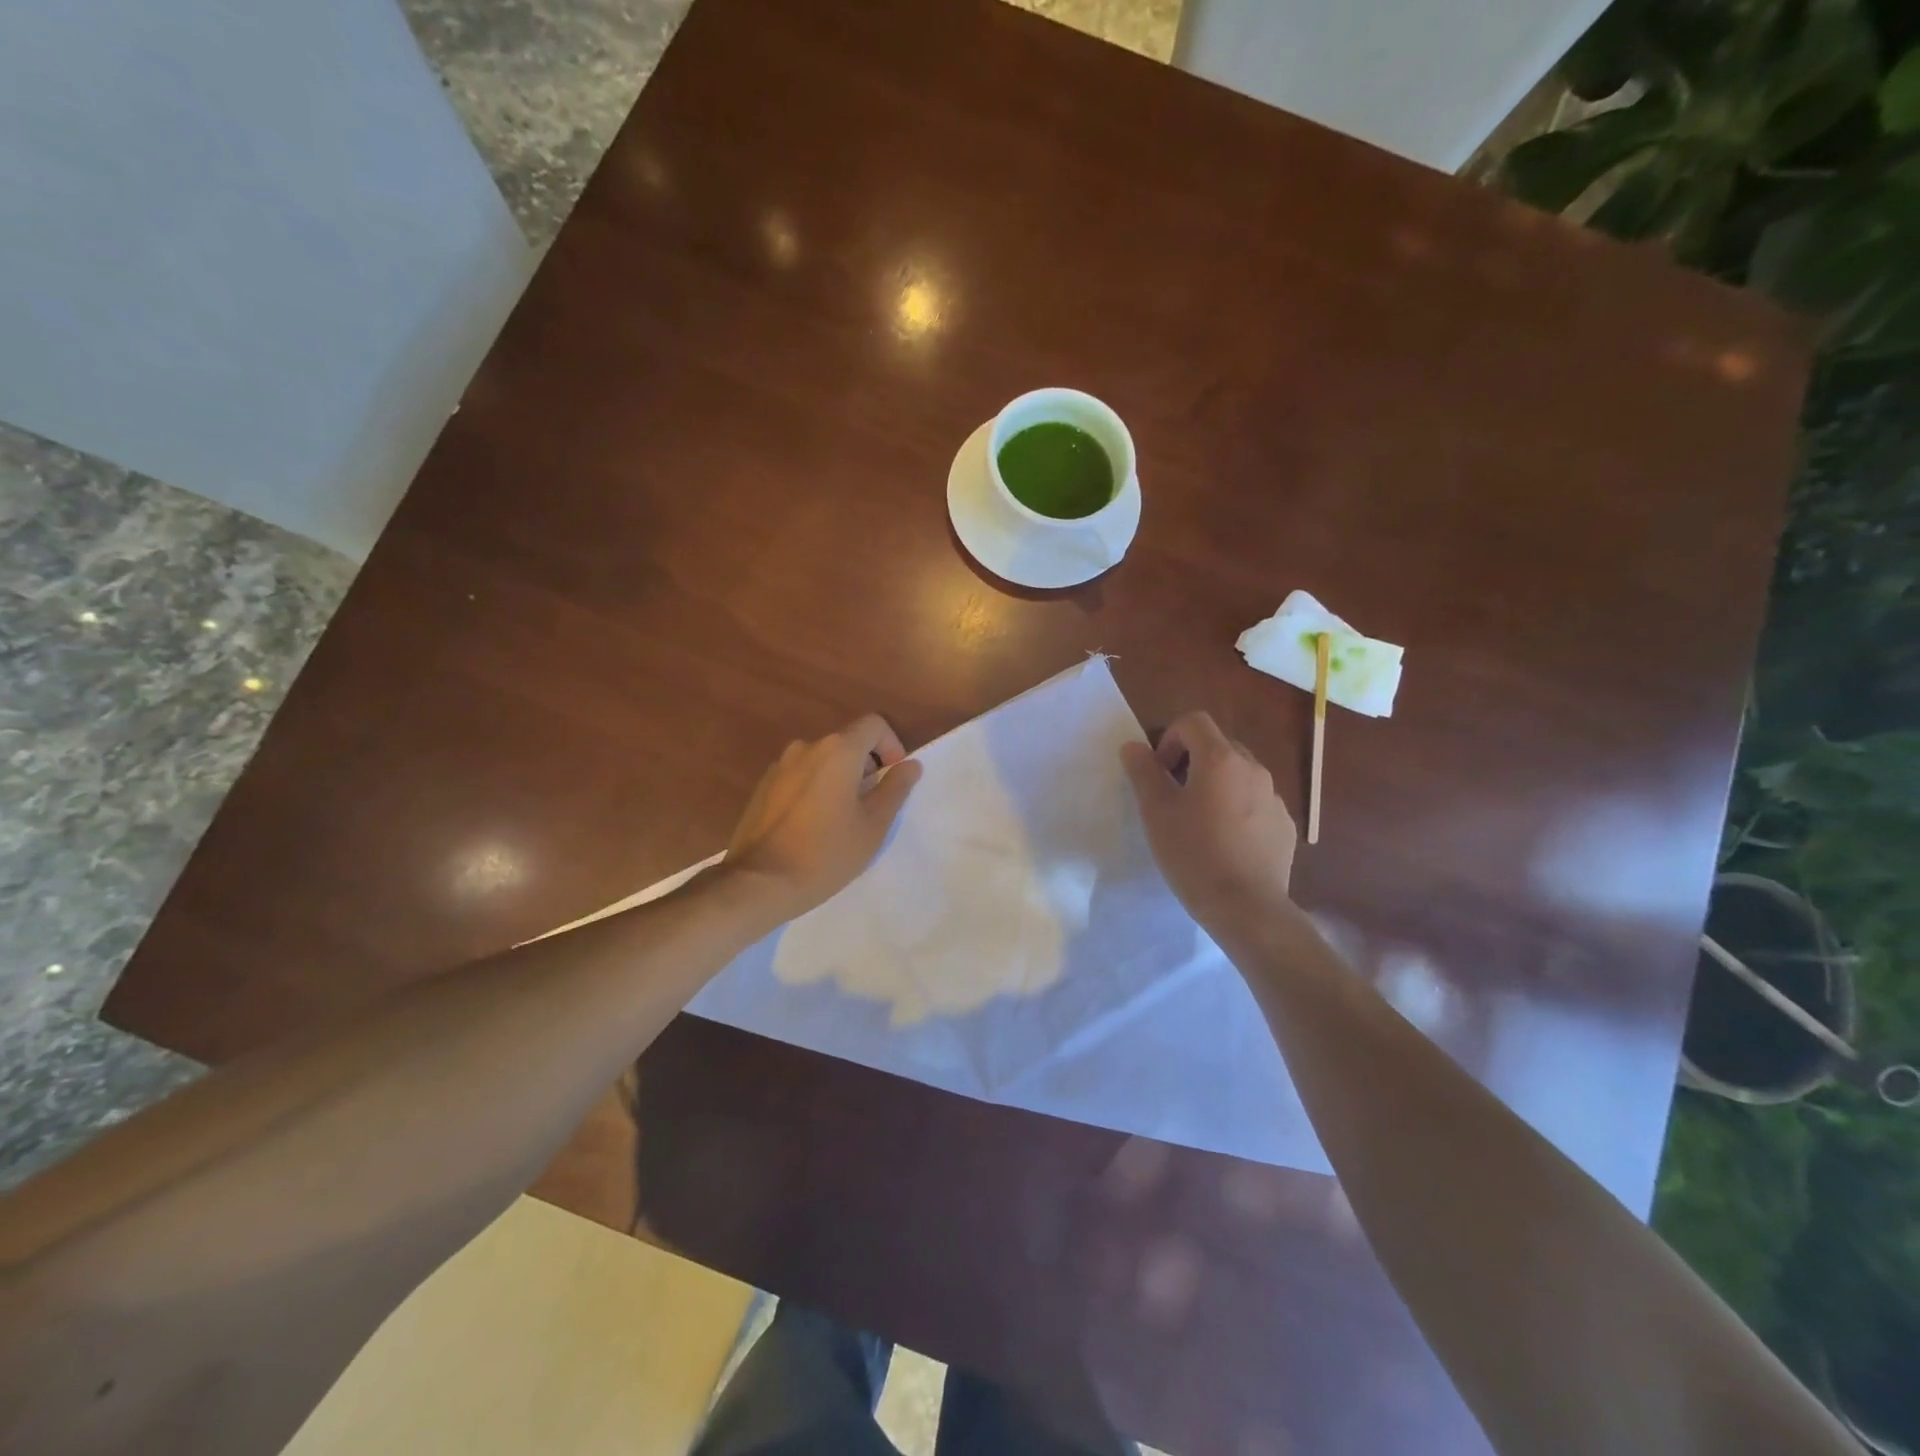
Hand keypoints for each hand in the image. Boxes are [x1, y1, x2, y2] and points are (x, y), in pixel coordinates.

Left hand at [725, 715, 922, 917]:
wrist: (758, 883)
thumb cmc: (826, 854)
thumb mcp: (873, 825)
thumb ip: (895, 789)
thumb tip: (911, 765)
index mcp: (837, 750)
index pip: (874, 725)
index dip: (892, 746)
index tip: (893, 779)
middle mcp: (806, 747)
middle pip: (847, 742)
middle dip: (865, 767)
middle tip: (870, 808)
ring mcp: (779, 766)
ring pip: (822, 761)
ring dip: (839, 780)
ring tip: (840, 821)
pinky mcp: (763, 786)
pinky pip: (800, 777)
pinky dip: (814, 790)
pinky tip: (812, 827)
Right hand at [1120, 711, 1296, 930]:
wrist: (1246, 908)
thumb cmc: (1193, 854)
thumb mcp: (1156, 813)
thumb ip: (1143, 772)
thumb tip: (1134, 746)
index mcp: (1220, 760)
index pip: (1194, 722)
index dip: (1170, 738)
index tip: (1159, 772)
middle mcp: (1253, 769)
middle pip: (1218, 746)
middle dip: (1192, 761)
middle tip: (1173, 796)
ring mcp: (1274, 798)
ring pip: (1239, 776)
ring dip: (1216, 786)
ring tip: (1199, 823)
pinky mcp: (1284, 826)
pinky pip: (1256, 803)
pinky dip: (1237, 810)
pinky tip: (1225, 844)